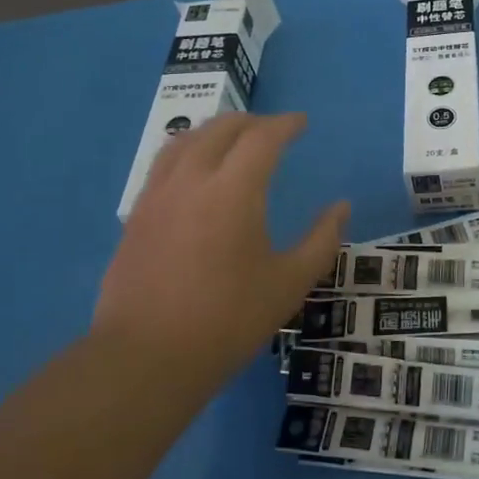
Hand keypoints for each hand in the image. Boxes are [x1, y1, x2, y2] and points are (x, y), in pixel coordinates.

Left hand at [95, 112, 347, 383]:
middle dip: (251, 122)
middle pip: (220, 129)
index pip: (262, 138)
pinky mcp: (136, 216)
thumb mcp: (289, 284)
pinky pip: (163, 165)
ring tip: (232, 141)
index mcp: (233, 191)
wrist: (148, 357)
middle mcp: (191, 180)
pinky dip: (187, 152)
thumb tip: (341, 207)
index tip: (302, 123)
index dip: (285, 125)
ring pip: (185, 141)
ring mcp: (157, 196)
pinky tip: (194, 174)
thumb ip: (321, 240)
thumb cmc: (228, 320)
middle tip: (272, 131)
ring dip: (214, 131)